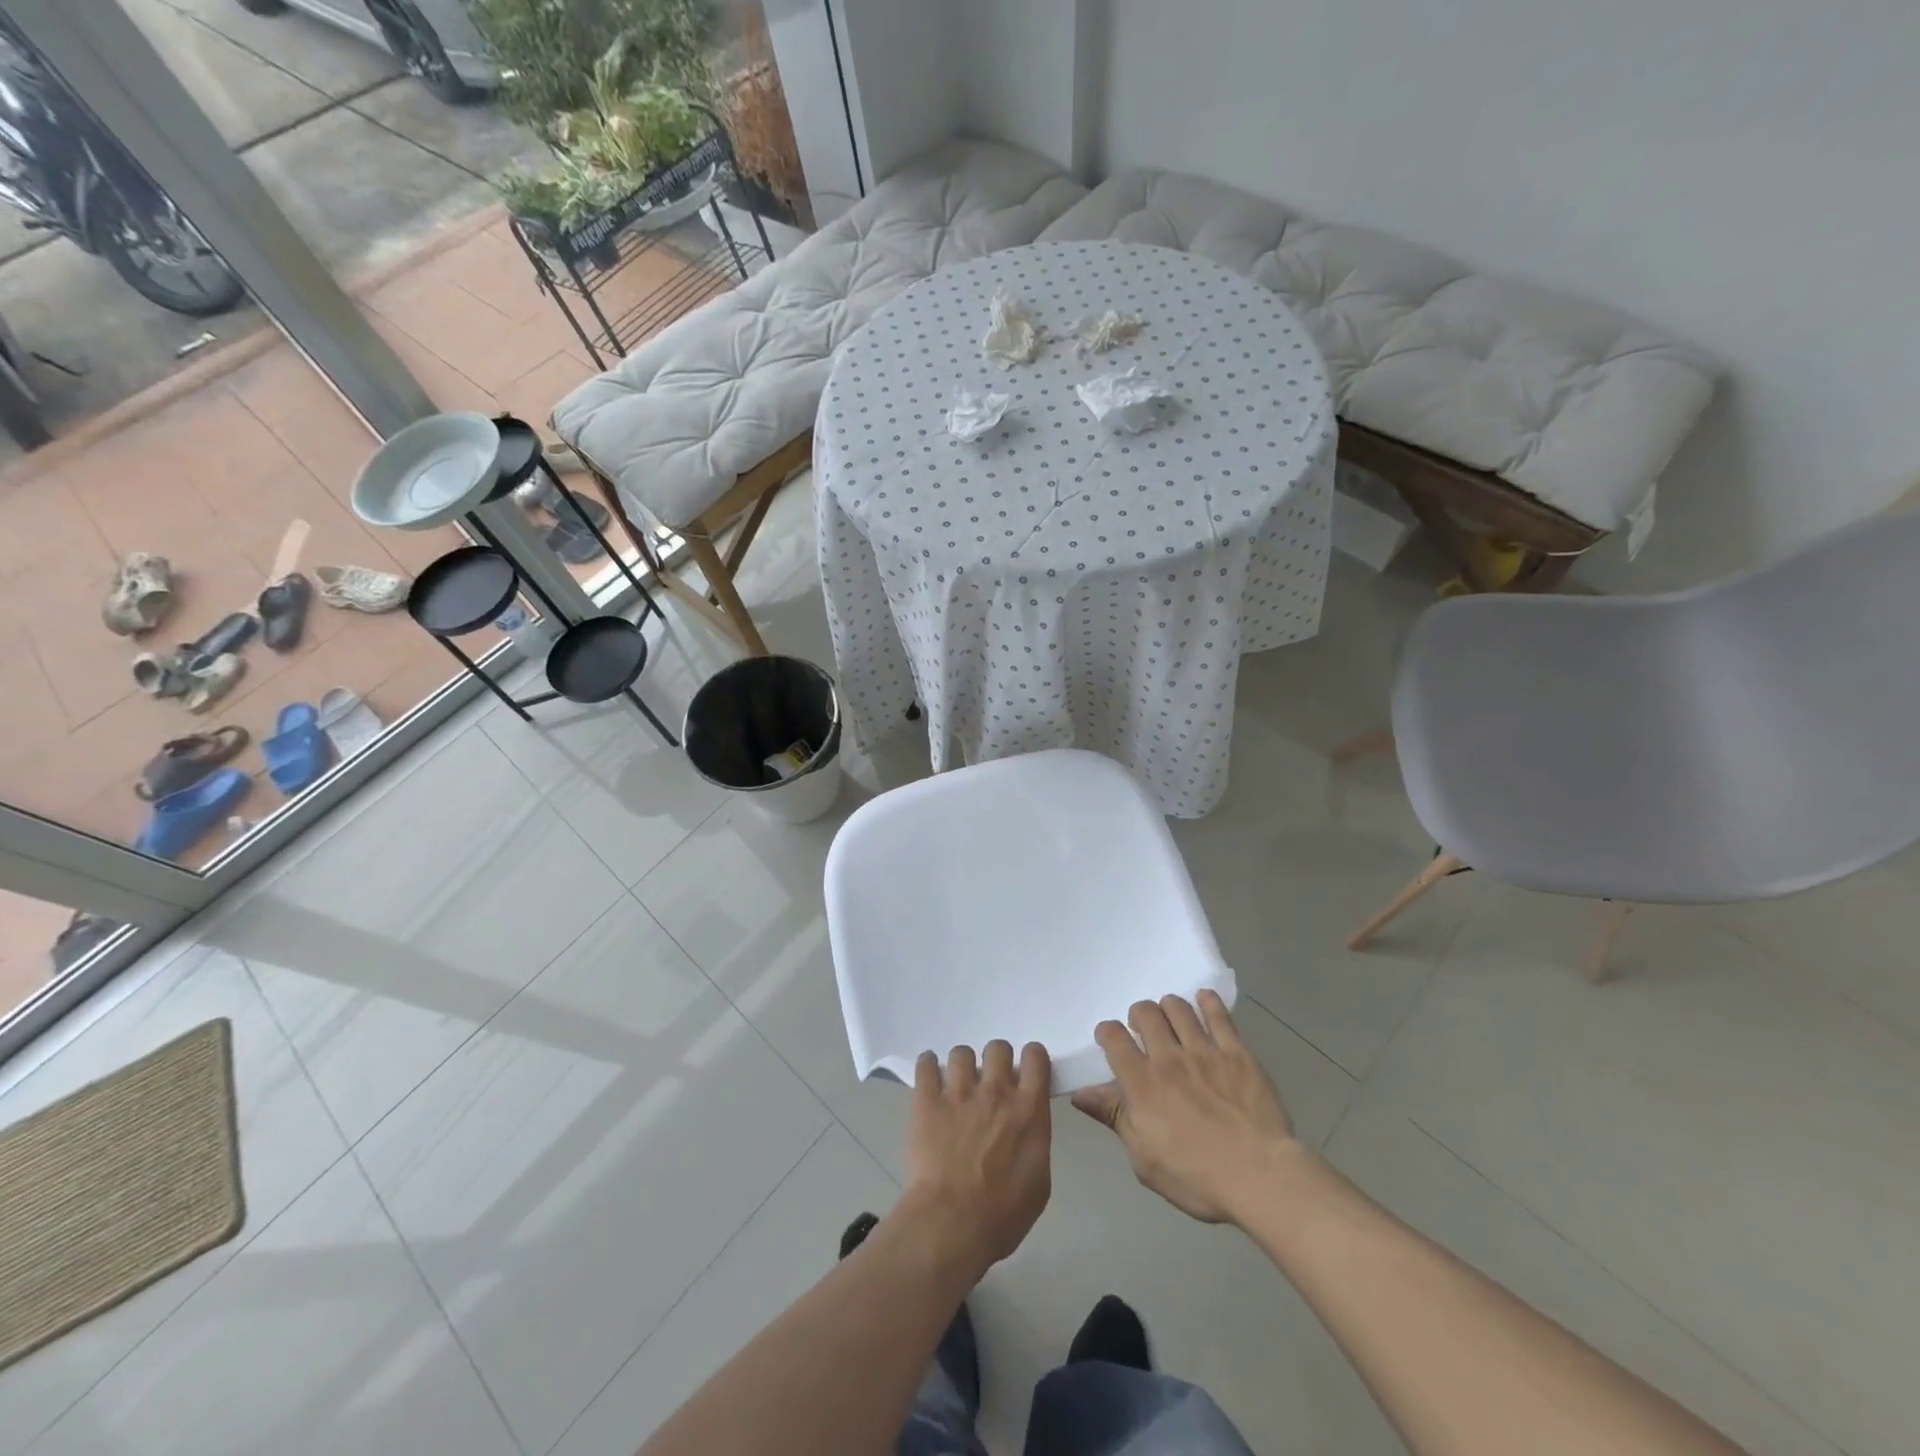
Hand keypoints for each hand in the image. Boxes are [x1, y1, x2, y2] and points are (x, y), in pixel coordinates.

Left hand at [902, 1040, 1052, 1273]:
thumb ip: (1035, 1142)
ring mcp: (959, 1092)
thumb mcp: (1039, 1182)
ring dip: (962, 1065)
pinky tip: (929, 1076)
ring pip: (962, 1052)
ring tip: (957, 1085)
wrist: (952, 1223)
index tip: (1025, 1073)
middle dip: (996, 1060)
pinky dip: (928, 1066)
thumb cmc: (1003, 1214)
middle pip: (998, 1047)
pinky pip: (926, 1064)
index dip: (1031, 1060)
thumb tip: (1026, 1128)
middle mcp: (995, 1091)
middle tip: (989, 1083)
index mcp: (1028, 1109)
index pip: (1035, 1057)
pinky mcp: (927, 1100)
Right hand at [1072, 992, 1300, 1224]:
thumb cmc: (1197, 1178)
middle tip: (1144, 1031)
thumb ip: (1115, 1118)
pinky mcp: (1237, 1052)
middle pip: (1145, 1012)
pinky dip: (1208, 1002)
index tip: (1111, 1041)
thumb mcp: (1145, 1159)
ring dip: (1168, 1007)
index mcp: (1142, 1083)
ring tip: (1172, 1020)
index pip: (1113, 1036)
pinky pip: (1219, 1014)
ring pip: (1178, 1007)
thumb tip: (1080, 1095)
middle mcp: (1168, 1057)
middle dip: (1139, 1016)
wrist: (1262, 1177)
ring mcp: (1204, 1051)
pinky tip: (1203, 1000)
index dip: (1107, 1032)